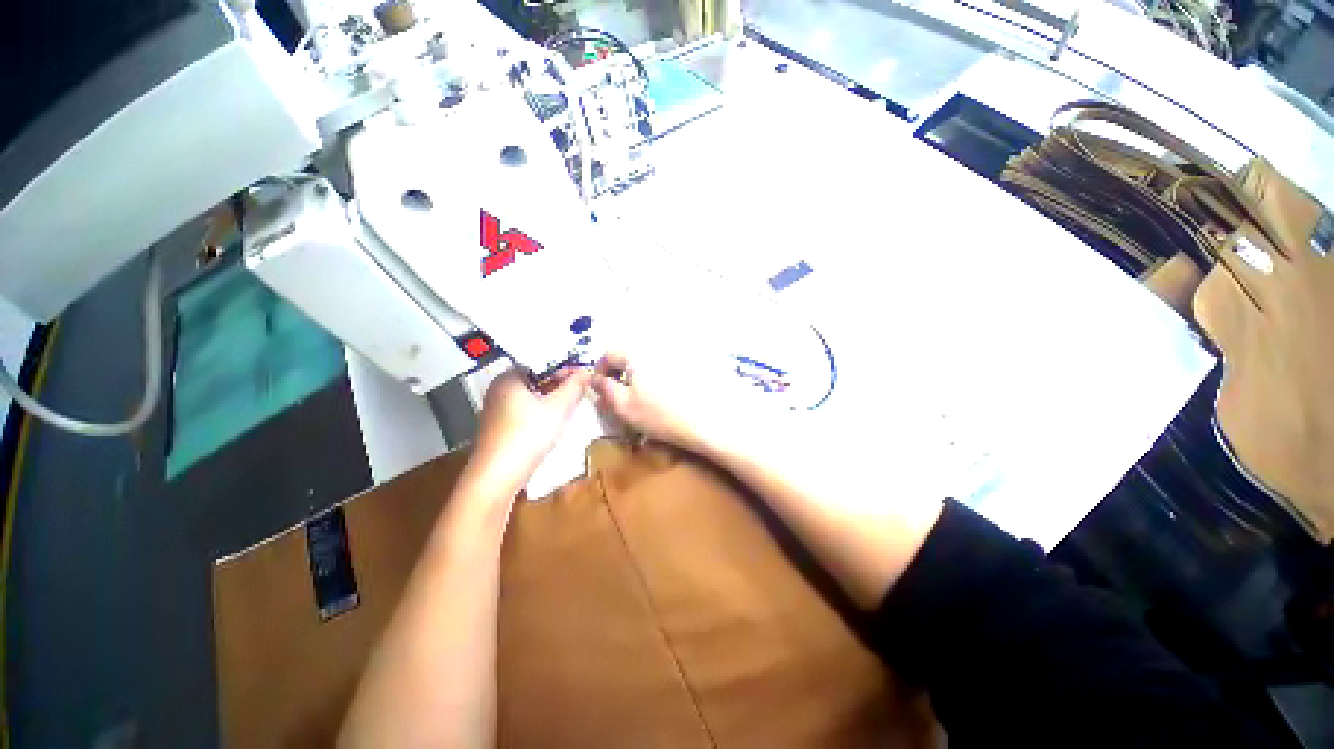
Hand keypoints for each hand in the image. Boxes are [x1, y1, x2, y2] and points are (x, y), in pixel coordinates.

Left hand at [467, 365, 592, 495]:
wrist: (496, 477)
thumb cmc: (528, 435)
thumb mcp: (558, 408)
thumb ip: (574, 387)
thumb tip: (586, 372)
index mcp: (508, 378)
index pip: (540, 362)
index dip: (564, 366)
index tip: (583, 375)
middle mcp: (498, 389)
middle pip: (534, 378)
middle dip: (559, 382)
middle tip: (580, 390)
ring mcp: (495, 409)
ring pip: (529, 395)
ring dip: (551, 397)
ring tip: (571, 404)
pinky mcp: (497, 427)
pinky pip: (523, 410)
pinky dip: (540, 410)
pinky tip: (552, 420)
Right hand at [590, 351, 747, 458]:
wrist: (716, 417)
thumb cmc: (663, 414)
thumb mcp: (625, 407)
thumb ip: (605, 390)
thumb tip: (596, 379)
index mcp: (636, 351)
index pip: (609, 353)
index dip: (601, 371)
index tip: (602, 388)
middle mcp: (658, 342)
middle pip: (632, 353)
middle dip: (625, 371)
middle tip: (628, 394)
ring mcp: (681, 347)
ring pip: (654, 356)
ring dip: (647, 371)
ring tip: (653, 394)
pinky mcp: (701, 356)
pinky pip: (676, 360)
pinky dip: (669, 371)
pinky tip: (677, 390)